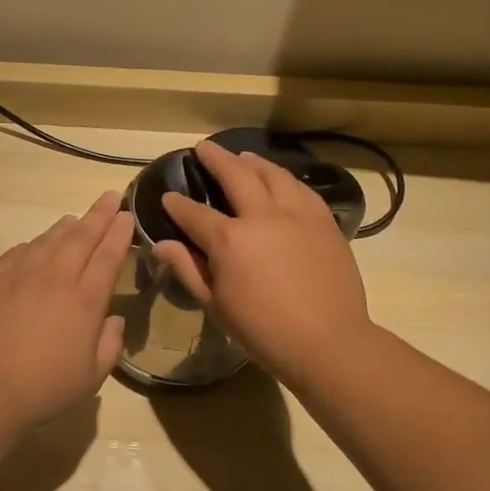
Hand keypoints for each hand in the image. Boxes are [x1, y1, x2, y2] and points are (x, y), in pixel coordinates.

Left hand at [0, 190, 131, 427]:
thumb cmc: (43, 388)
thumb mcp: (91, 377)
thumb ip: (109, 344)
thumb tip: (113, 319)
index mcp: (85, 300)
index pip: (108, 256)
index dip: (119, 233)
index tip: (126, 216)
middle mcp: (55, 278)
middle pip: (81, 237)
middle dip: (99, 215)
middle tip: (110, 196)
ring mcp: (21, 274)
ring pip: (49, 240)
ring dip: (66, 227)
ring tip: (76, 219)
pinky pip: (18, 252)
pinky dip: (33, 244)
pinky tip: (36, 245)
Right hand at [154, 140, 374, 382]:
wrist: (328, 342)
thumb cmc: (263, 331)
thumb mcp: (216, 305)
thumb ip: (188, 269)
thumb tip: (161, 245)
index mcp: (229, 239)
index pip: (194, 213)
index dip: (177, 204)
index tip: (168, 197)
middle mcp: (261, 216)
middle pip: (235, 175)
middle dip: (215, 159)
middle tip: (203, 148)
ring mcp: (296, 215)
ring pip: (273, 174)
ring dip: (253, 162)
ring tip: (242, 157)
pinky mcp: (324, 222)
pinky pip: (302, 189)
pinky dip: (286, 179)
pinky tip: (281, 179)